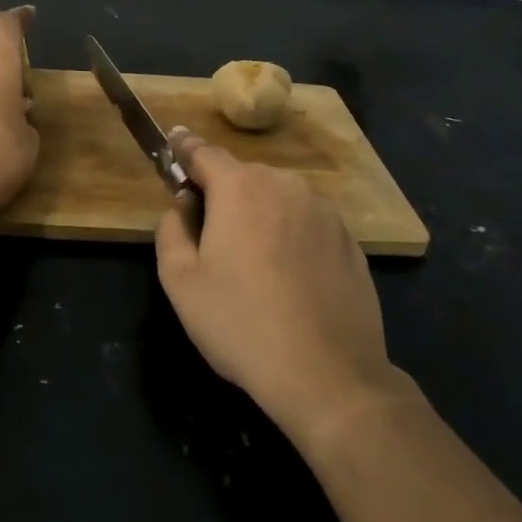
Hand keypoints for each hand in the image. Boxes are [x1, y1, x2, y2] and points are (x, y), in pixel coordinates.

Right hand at [154, 127, 404, 442]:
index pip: (203, 151)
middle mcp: (284, 185)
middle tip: (209, 237)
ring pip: (277, 198)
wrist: (329, 376)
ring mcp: (324, 211)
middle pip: (241, 176)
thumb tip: (182, 207)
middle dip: (222, 194)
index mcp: (239, 188)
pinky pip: (306, 223)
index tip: (173, 145)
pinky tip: (288, 278)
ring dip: (259, 214)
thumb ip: (171, 230)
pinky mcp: (350, 240)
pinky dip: (290, 235)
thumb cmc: (241, 324)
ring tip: (253, 265)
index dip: (183, 149)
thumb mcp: (180, 281)